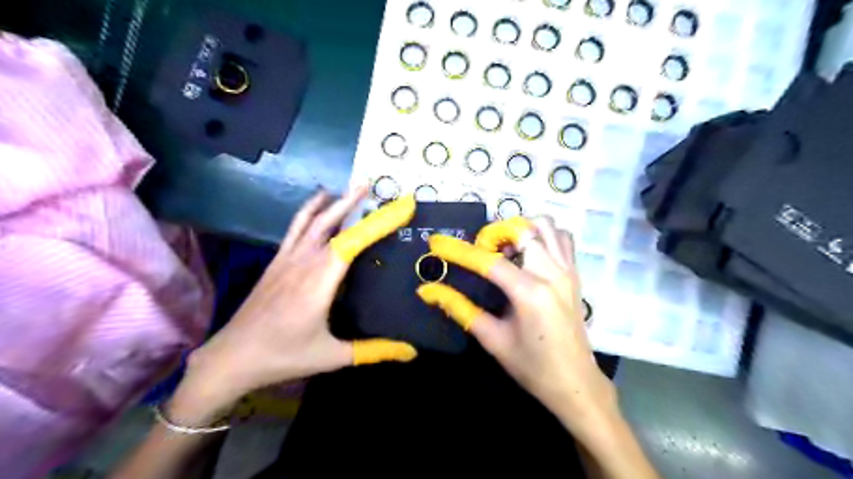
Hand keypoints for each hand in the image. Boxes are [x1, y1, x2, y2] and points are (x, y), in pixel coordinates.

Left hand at [184, 187, 418, 414]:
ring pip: (311, 221)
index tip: (400, 207)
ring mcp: (287, 260)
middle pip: (332, 223)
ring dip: (332, 202)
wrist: (231, 357)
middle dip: (354, 202)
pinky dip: (309, 211)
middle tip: (373, 185)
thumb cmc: (284, 356)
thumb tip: (410, 351)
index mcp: (320, 283)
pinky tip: (317, 205)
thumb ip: (373, 350)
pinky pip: (295, 228)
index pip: (354, 242)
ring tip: (350, 188)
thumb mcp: (332, 356)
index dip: (378, 222)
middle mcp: (304, 263)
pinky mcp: (276, 262)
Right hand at [417, 217, 617, 437]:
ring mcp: (568, 270)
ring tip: (506, 249)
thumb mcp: (492, 339)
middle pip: (522, 231)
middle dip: (494, 234)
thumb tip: (428, 290)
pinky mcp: (575, 273)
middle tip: (481, 251)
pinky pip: (562, 238)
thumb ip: (460, 309)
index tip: (437, 243)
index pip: (490, 261)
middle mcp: (552, 273)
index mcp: (530, 293)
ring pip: (545, 226)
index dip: (460, 251)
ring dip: (521, 229)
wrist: (575, 382)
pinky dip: (544, 235)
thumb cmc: (532, 366)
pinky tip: (530, 253)